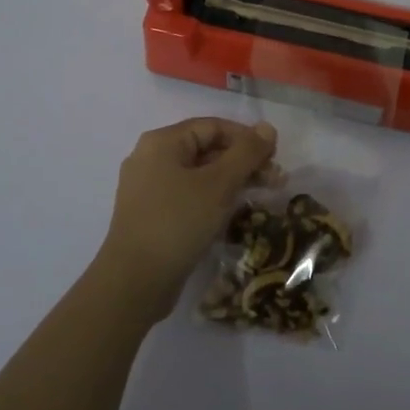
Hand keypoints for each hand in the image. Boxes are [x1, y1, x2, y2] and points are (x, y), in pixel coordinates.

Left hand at [98, 118, 278, 319]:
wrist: (134, 282)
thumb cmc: (178, 222)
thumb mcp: (218, 184)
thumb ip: (246, 153)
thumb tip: (268, 127)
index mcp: (162, 142)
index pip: (213, 126)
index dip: (247, 138)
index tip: (275, 157)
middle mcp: (151, 158)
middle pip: (206, 149)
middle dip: (243, 162)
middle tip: (275, 181)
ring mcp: (148, 189)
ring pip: (199, 175)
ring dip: (232, 182)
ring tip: (261, 198)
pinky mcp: (152, 215)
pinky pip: (188, 196)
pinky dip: (213, 200)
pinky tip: (234, 214)